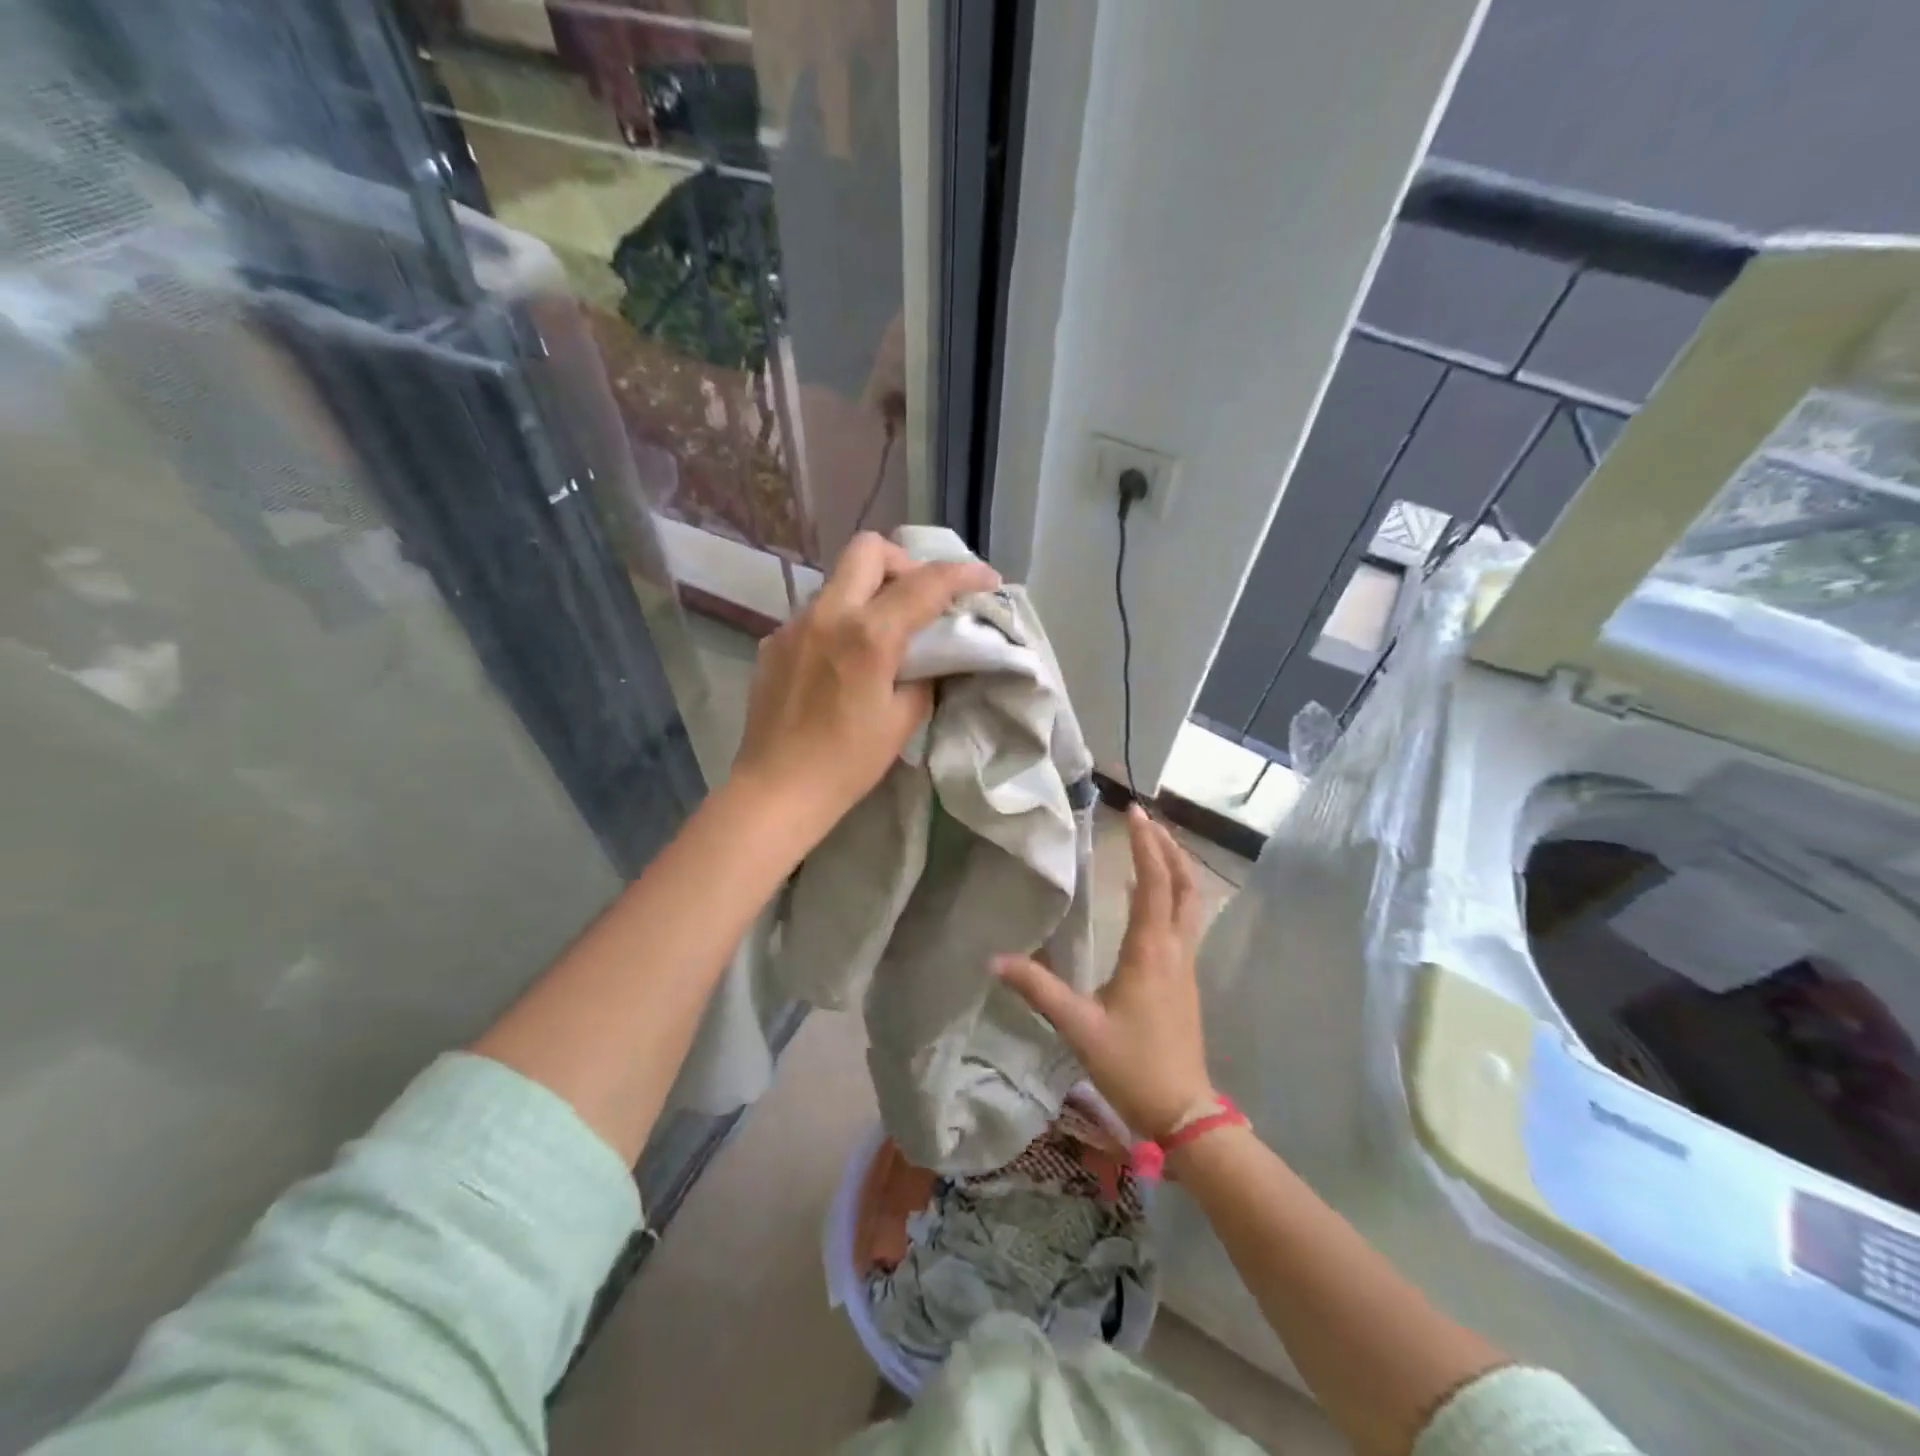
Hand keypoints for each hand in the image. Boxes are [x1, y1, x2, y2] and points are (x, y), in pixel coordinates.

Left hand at [733, 532, 998, 830]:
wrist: (777, 789)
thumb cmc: (847, 762)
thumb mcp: (903, 720)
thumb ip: (924, 675)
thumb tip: (929, 655)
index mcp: (868, 634)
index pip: (926, 583)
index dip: (964, 574)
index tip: (987, 580)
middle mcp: (828, 614)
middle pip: (869, 549)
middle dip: (904, 563)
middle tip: (919, 599)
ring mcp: (794, 624)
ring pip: (839, 580)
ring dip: (869, 592)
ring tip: (882, 633)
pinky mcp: (773, 642)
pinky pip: (816, 613)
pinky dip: (840, 621)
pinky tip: (843, 661)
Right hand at [994, 806, 1213, 1139]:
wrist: (1184, 1110)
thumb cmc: (1132, 1065)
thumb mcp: (1078, 1027)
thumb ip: (1038, 989)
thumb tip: (995, 959)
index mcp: (1150, 951)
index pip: (1153, 884)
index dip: (1146, 845)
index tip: (1133, 813)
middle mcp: (1174, 949)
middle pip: (1184, 885)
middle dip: (1168, 847)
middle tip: (1146, 820)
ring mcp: (1186, 964)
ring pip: (1190, 902)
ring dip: (1176, 868)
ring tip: (1154, 845)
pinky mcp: (1186, 979)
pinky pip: (1186, 921)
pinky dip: (1173, 894)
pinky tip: (1151, 898)